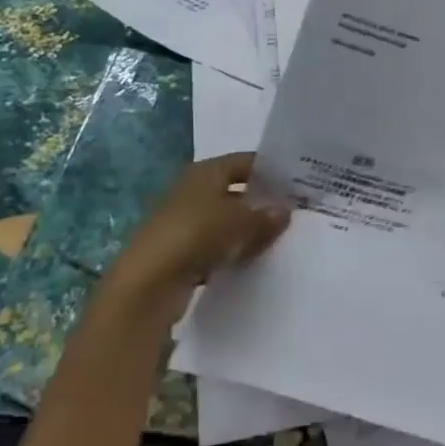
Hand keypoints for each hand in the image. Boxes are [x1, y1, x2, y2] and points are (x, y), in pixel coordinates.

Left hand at [97, 153, 289, 315]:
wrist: (148, 283)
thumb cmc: (197, 234)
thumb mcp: (241, 222)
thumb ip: (265, 216)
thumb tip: (284, 211)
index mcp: (205, 172)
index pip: (244, 162)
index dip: (269, 171)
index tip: (296, 183)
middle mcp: (192, 191)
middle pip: (234, 191)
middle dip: (260, 202)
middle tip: (293, 214)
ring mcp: (183, 222)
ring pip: (225, 221)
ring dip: (247, 230)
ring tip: (278, 239)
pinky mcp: (179, 252)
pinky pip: (214, 246)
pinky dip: (231, 252)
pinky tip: (251, 262)